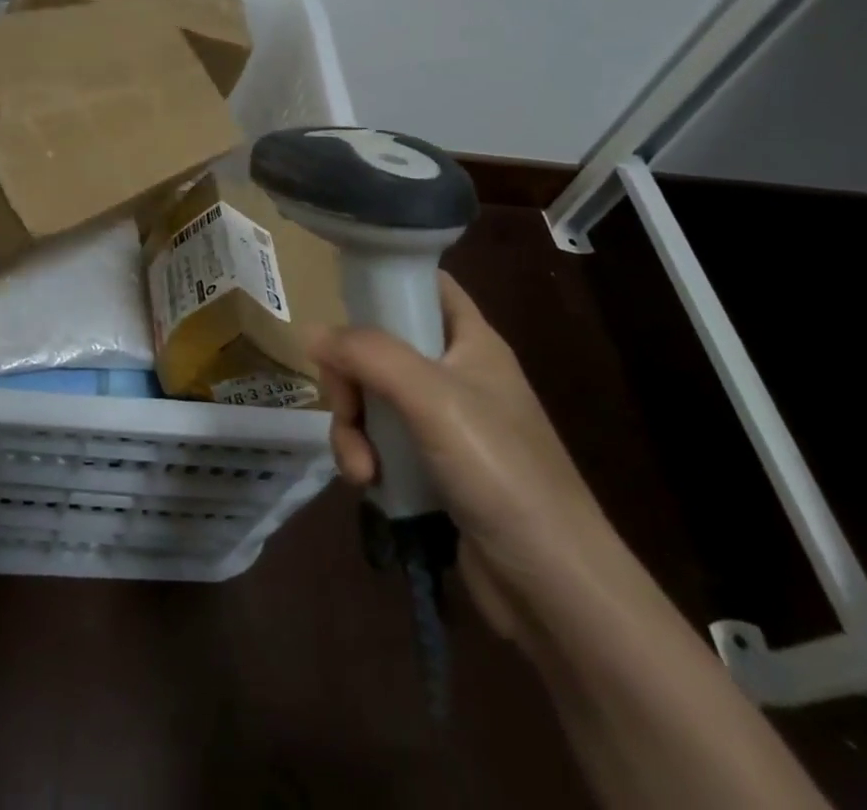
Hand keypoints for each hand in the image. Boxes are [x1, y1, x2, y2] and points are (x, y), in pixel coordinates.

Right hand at [312, 272, 616, 645]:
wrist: (553, 586)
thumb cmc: (500, 470)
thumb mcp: (432, 398)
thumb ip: (369, 355)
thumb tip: (313, 333)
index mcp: (471, 341)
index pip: (426, 285)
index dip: (388, 281)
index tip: (343, 301)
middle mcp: (456, 374)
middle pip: (381, 346)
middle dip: (351, 377)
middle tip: (346, 406)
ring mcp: (443, 424)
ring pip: (372, 398)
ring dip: (352, 427)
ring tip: (360, 468)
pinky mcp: (431, 468)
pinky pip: (380, 442)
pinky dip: (365, 457)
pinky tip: (368, 484)